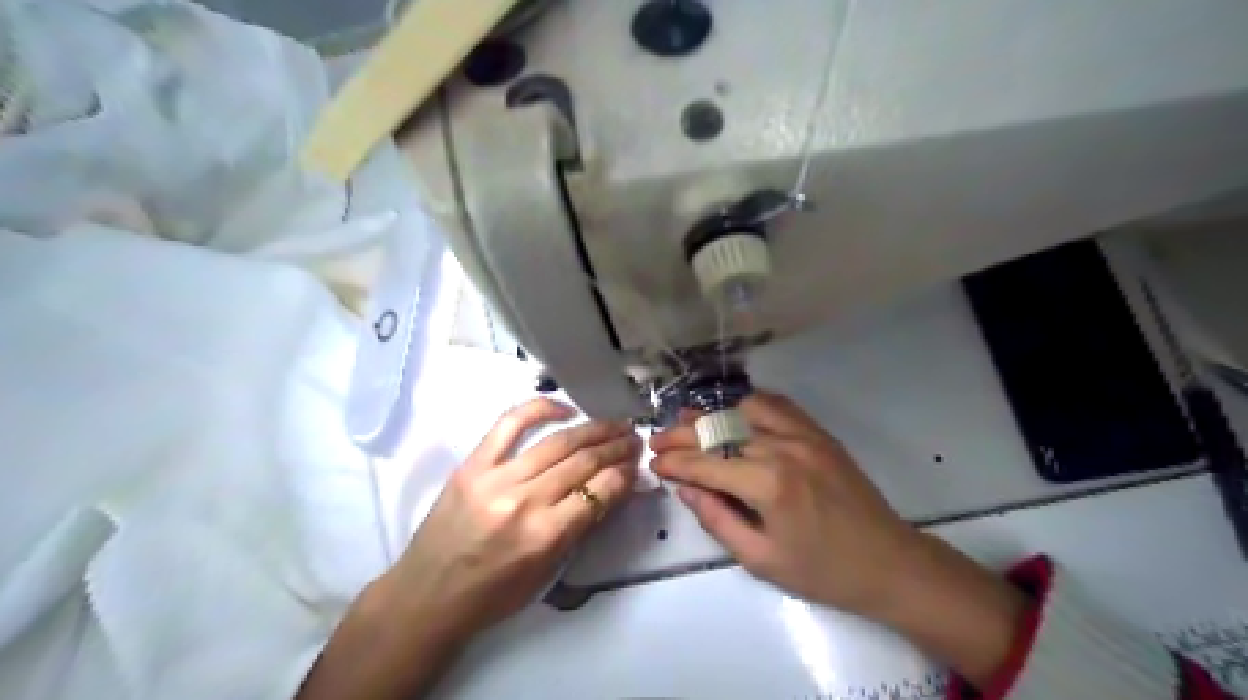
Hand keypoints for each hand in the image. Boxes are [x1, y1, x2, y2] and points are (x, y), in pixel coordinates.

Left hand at [390, 399, 641, 639]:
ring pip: (557, 442)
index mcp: (544, 536)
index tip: (635, 465)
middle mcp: (524, 502)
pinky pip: (510, 424)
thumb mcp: (547, 571)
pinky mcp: (473, 464)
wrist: (427, 595)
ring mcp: (496, 478)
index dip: (623, 474)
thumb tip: (612, 488)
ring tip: (614, 424)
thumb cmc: (493, 594)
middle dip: (615, 447)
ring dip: (593, 429)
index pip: (598, 491)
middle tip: (633, 439)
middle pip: (583, 462)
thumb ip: (580, 527)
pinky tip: (564, 408)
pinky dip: (540, 409)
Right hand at [649, 392, 917, 616]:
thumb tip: (686, 488)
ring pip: (744, 411)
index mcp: (767, 484)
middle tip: (658, 440)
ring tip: (688, 421)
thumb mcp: (761, 559)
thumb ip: (717, 519)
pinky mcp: (819, 433)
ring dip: (712, 415)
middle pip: (720, 432)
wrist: (889, 562)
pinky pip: (778, 406)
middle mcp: (782, 448)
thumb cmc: (822, 571)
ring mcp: (803, 435)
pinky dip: (749, 405)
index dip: (675, 462)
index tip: (653, 462)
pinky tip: (733, 411)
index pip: (706, 463)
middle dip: (683, 435)